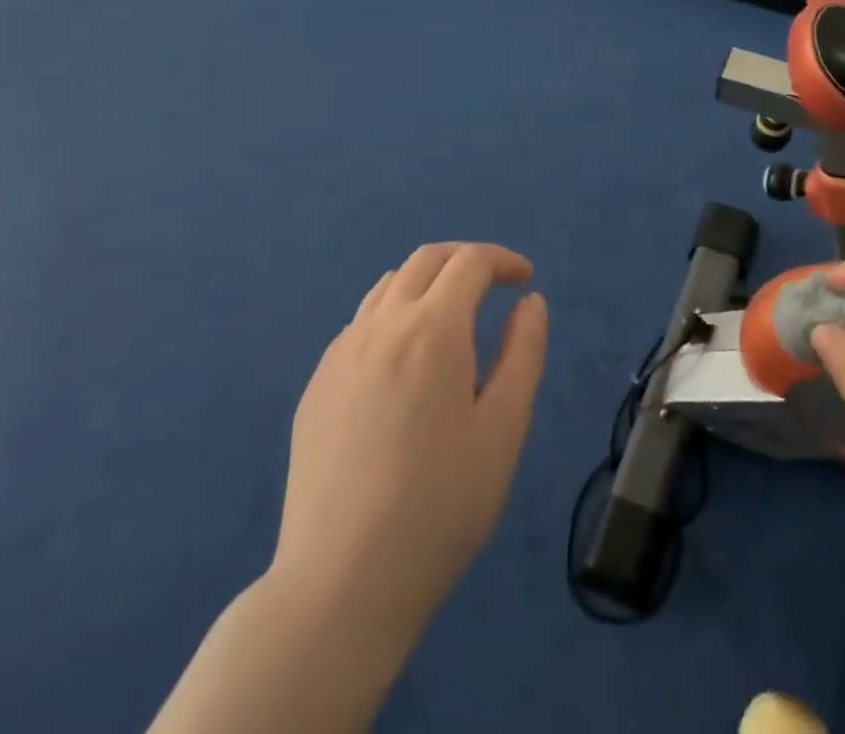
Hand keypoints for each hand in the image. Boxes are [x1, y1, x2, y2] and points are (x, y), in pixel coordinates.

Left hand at [272, 241, 548, 646]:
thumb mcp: (505, 427)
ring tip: (452, 319)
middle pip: (425, 261)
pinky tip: (404, 364)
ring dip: (427, 284)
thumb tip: (529, 302)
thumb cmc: (441, 504)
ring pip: (387, 287)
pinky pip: (360, 325)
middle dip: (465, 260)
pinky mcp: (315, 388)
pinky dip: (393, 317)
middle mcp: (381, 326)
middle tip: (494, 285)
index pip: (470, 262)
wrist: (342, 583)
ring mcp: (340, 356)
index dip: (503, 261)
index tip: (525, 282)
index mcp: (432, 330)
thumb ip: (524, 351)